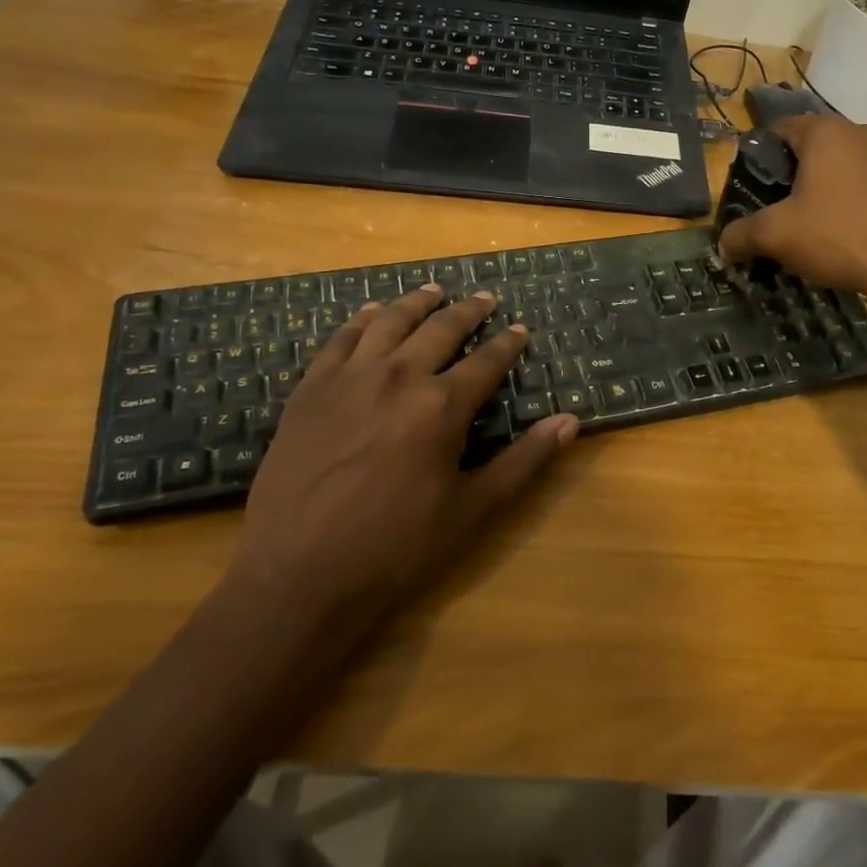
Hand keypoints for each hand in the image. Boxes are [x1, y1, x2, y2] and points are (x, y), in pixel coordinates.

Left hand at [230, 284, 579, 631]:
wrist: (297, 575)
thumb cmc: (394, 548)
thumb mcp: (471, 511)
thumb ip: (523, 461)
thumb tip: (570, 421)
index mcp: (441, 406)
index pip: (487, 361)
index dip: (508, 343)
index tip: (520, 329)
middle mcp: (399, 376)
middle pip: (441, 329)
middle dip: (469, 311)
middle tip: (485, 298)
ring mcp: (350, 378)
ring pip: (391, 322)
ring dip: (418, 303)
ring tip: (434, 291)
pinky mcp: (311, 389)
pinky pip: (341, 339)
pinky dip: (361, 320)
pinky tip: (372, 313)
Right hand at [717, 113, 866, 302]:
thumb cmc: (838, 235)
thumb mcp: (777, 235)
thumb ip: (742, 234)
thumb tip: (723, 245)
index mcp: (825, 131)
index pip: (779, 130)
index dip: (759, 158)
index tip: (751, 189)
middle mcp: (858, 132)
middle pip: (810, 148)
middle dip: (789, 177)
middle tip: (774, 210)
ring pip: (838, 167)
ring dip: (819, 190)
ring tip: (805, 226)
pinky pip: (863, 184)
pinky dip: (846, 202)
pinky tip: (840, 234)